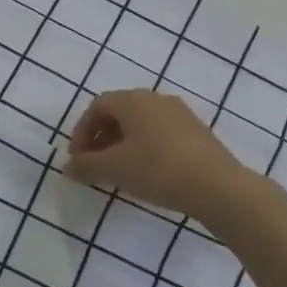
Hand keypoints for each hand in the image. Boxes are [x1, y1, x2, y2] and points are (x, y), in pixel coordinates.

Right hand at [65, 89, 250, 220]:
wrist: (218, 187)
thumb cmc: (157, 170)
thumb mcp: (114, 169)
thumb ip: (85, 165)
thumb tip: (68, 166)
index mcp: (133, 100)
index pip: (97, 106)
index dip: (82, 131)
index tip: (77, 159)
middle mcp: (156, 99)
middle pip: (119, 112)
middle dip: (101, 138)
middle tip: (94, 165)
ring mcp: (180, 114)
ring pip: (141, 124)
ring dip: (122, 144)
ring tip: (118, 172)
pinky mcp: (197, 132)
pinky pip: (160, 133)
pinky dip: (144, 148)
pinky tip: (147, 173)